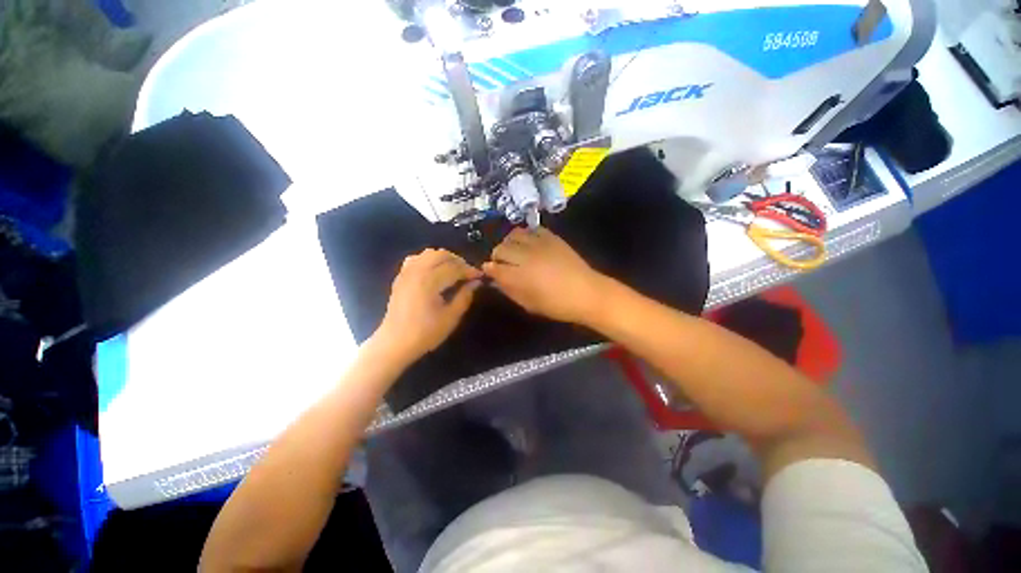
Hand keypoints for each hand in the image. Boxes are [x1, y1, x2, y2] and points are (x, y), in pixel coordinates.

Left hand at [373, 249, 482, 362]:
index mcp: (430, 282)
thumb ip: (465, 296)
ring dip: (444, 258)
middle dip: (458, 261)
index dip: (469, 270)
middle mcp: (417, 271)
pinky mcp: (401, 277)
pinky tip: (435, 271)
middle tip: (468, 273)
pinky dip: (429, 260)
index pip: (454, 268)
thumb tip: (476, 282)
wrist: (395, 343)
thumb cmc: (426, 333)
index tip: (480, 276)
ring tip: (453, 270)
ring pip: (429, 253)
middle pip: (441, 255)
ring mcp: (406, 273)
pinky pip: (416, 258)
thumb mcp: (451, 317)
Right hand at [483, 228, 605, 324]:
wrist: (587, 292)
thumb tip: (496, 281)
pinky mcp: (551, 237)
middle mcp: (525, 256)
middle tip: (503, 263)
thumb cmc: (557, 305)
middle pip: (501, 248)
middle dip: (497, 256)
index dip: (489, 269)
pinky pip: (531, 229)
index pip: (494, 267)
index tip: (490, 272)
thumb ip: (509, 291)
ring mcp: (539, 244)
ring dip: (509, 243)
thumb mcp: (529, 304)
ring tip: (515, 251)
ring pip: (513, 235)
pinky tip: (529, 244)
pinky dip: (526, 235)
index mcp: (518, 276)